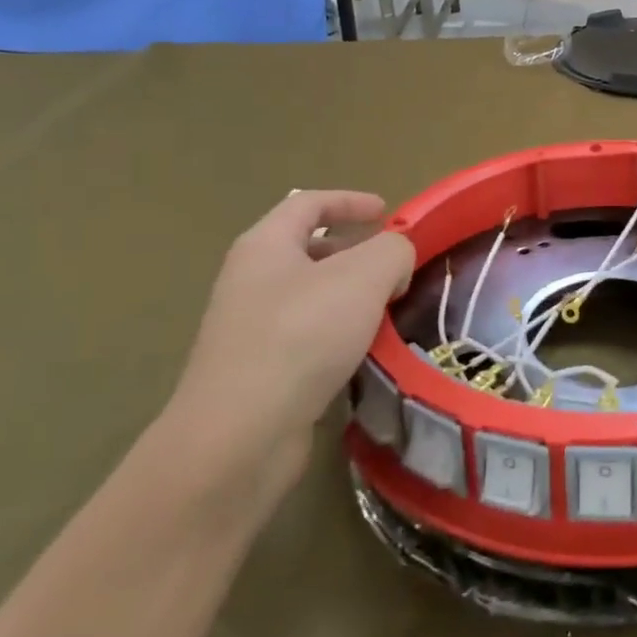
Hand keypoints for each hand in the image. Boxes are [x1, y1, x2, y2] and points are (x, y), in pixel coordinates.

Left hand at [161, 190, 413, 517]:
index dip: (351, 201)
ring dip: (352, 296)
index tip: (388, 211)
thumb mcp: (364, 276)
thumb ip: (393, 251)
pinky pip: (309, 338)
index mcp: (266, 246)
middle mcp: (252, 281)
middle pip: (308, 249)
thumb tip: (396, 260)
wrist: (240, 435)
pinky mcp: (260, 373)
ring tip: (391, 309)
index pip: (308, 203)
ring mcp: (251, 329)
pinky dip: (341, 335)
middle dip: (355, 250)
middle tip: (396, 264)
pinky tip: (368, 353)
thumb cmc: (301, 337)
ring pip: (312, 297)